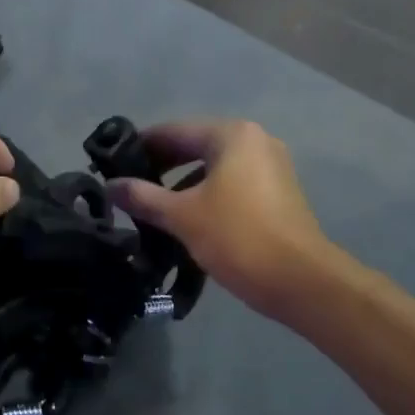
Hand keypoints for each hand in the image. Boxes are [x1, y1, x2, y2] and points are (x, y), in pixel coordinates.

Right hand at [107, 120, 354, 320]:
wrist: (303, 283)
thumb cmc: (238, 237)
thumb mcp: (182, 216)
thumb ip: (143, 196)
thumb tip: (110, 186)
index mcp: (231, 135)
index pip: (173, 131)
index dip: (140, 147)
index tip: (113, 165)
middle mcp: (254, 141)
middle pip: (194, 146)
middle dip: (161, 167)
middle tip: (129, 188)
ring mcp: (271, 167)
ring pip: (213, 168)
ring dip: (182, 184)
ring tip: (152, 208)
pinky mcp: (279, 194)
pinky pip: (231, 184)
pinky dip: (206, 195)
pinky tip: (186, 220)